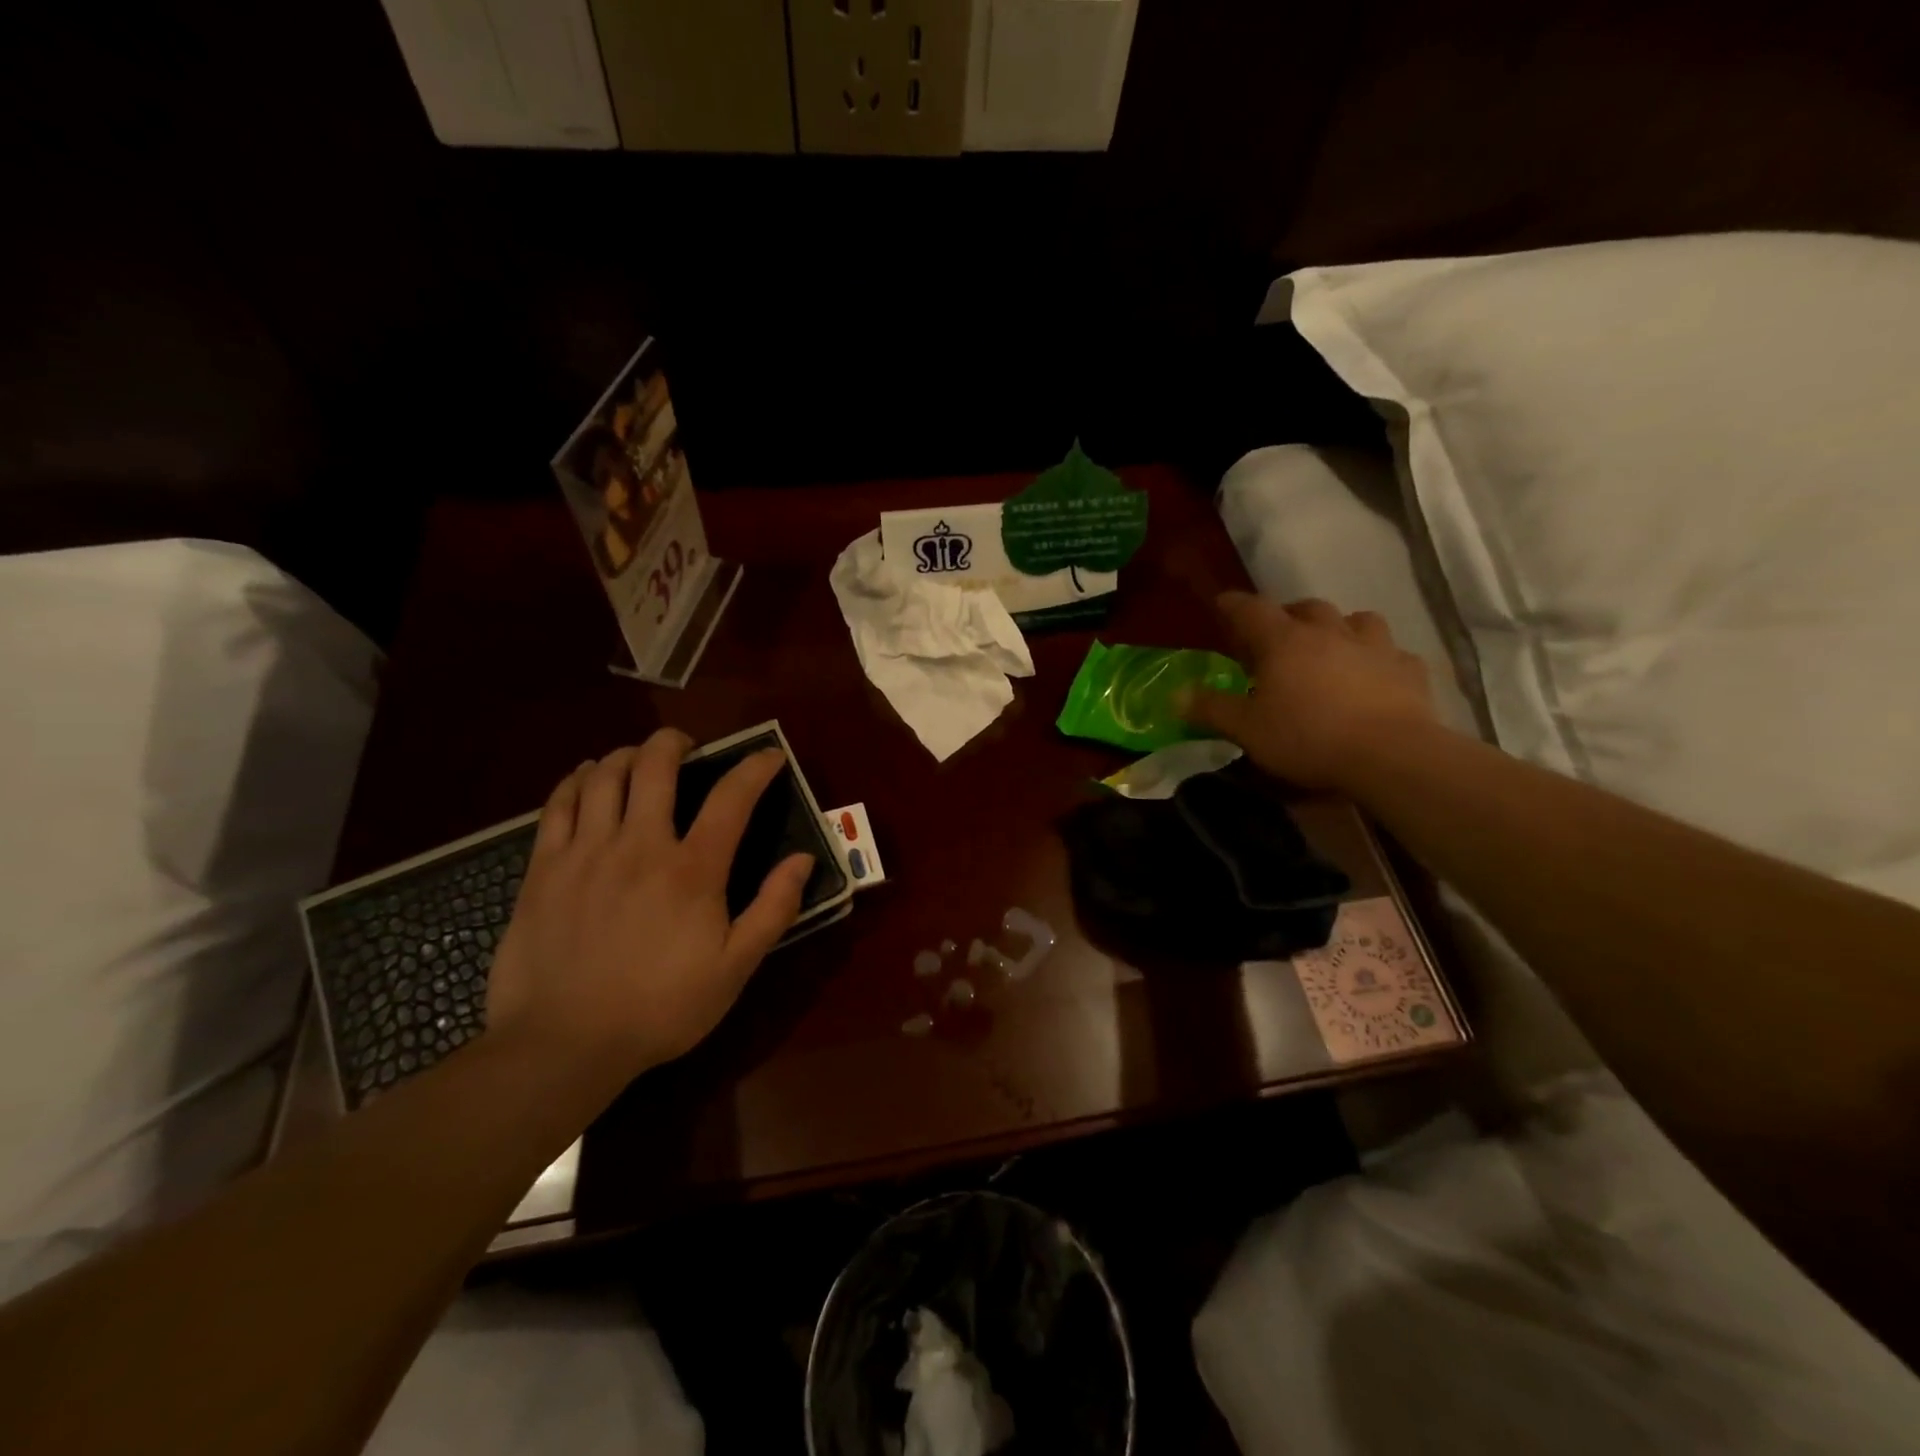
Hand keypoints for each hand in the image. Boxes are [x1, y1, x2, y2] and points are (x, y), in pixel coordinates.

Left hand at [484, 731, 813, 1080]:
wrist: (563, 1045)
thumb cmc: (660, 1008)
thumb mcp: (735, 968)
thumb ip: (774, 909)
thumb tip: (803, 860)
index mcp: (692, 869)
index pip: (732, 797)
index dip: (755, 768)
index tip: (769, 756)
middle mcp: (639, 844)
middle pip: (656, 765)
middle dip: (676, 742)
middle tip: (687, 747)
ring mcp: (586, 852)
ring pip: (605, 775)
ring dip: (627, 755)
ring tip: (638, 759)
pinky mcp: (543, 868)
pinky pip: (559, 803)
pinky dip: (578, 779)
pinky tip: (588, 778)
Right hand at [1185, 592, 1439, 790]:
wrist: (1390, 756)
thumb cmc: (1307, 738)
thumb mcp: (1246, 730)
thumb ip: (1210, 709)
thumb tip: (1175, 695)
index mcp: (1284, 642)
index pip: (1251, 610)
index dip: (1233, 605)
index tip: (1222, 604)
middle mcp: (1329, 632)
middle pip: (1306, 608)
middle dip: (1288, 615)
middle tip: (1277, 635)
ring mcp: (1375, 647)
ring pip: (1356, 620)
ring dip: (1339, 628)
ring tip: (1331, 647)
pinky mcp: (1409, 670)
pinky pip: (1392, 653)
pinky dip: (1378, 659)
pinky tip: (1375, 676)